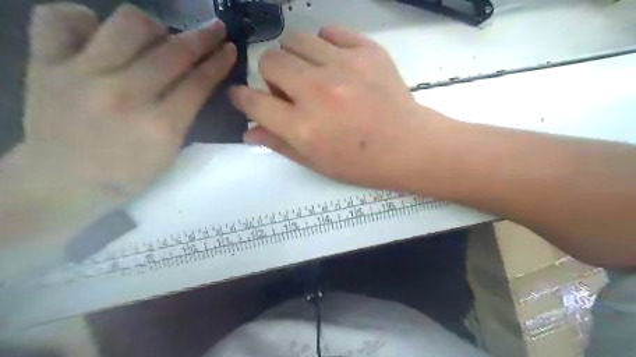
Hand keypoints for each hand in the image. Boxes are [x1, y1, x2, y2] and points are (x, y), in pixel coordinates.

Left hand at [23, 3, 236, 201]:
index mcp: (159, 125)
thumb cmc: (127, 174)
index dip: (218, 62)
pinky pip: (61, 18)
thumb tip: (197, 79)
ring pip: (127, 24)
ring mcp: (80, 75)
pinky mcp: (44, 65)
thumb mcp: (170, 152)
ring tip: (157, 38)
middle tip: (215, 29)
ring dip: (153, 27)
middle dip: (202, 37)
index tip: (229, 48)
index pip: (198, 83)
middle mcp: (123, 94)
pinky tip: (100, 35)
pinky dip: (86, 19)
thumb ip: (185, 114)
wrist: (63, 183)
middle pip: (172, 52)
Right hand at [230, 27, 445, 191]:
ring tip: (312, 75)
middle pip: (270, 61)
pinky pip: (329, 32)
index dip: (242, 98)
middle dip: (271, 76)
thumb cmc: (360, 163)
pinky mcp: (366, 51)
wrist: (408, 147)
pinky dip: (324, 46)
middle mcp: (317, 92)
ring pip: (295, 41)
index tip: (243, 97)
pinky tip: (335, 64)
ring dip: (296, 58)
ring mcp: (343, 66)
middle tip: (290, 90)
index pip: (253, 102)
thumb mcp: (316, 162)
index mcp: (303, 127)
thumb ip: (279, 144)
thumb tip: (249, 132)